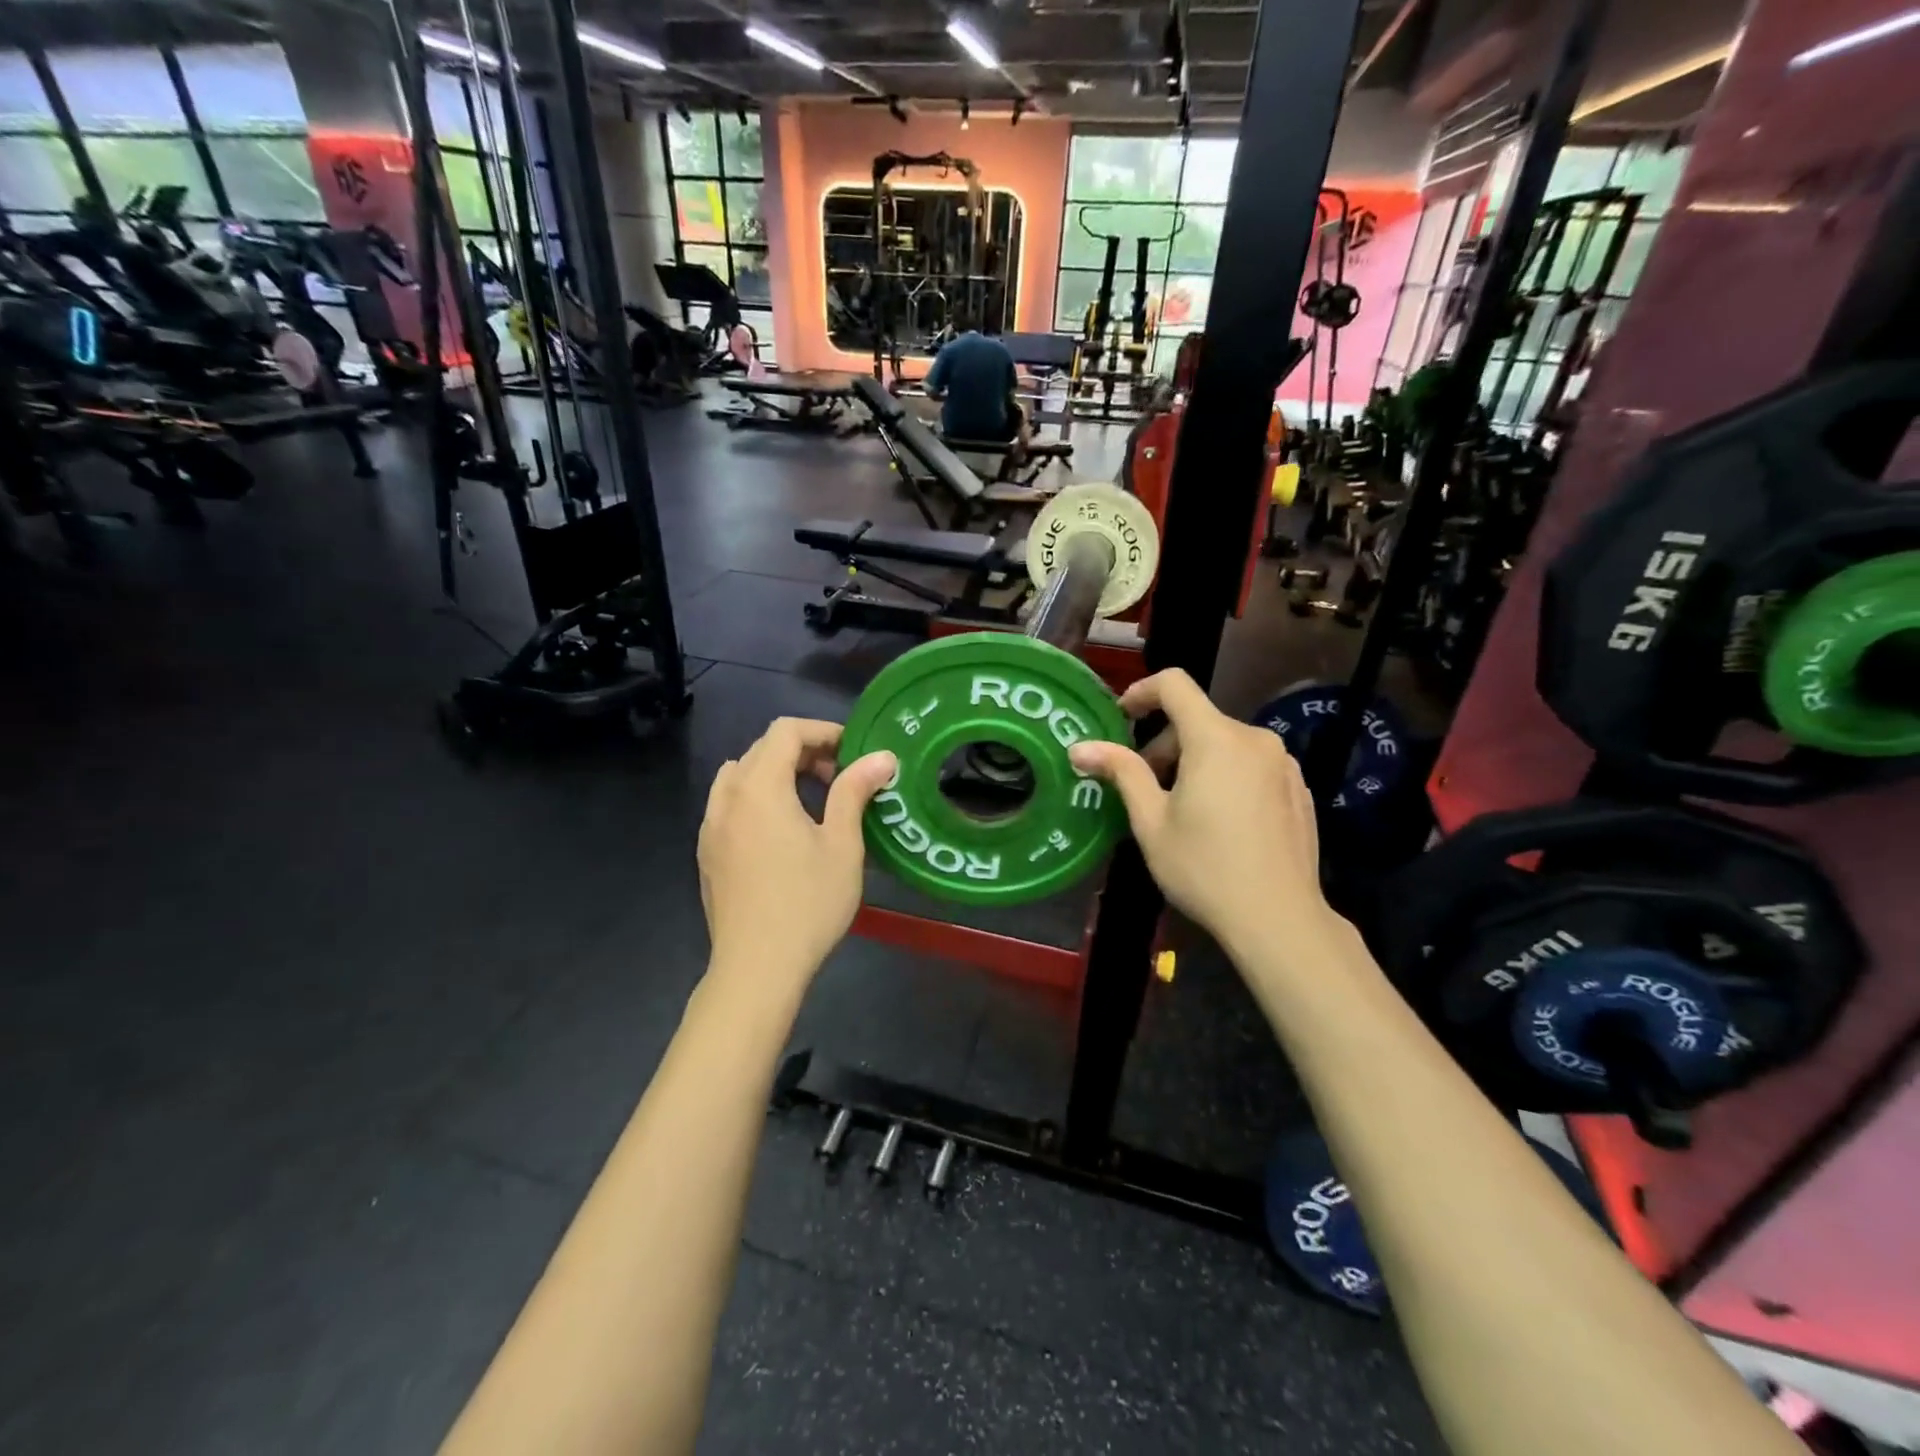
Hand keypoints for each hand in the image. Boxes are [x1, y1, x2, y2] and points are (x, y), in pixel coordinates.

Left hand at [697, 718, 896, 994]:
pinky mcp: (706, 852)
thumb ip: (854, 791)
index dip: (822, 731)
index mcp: (759, 788)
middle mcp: (727, 798)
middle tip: (840, 777)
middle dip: (803, 752)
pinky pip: (729, 804)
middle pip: (761, 750)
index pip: (785, 732)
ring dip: (776, 773)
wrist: (757, 968)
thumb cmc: (807, 903)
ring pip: (741, 775)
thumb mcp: (841, 845)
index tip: (853, 752)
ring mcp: (710, 826)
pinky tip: (782, 833)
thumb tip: (882, 757)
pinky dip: (757, 798)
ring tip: (810, 800)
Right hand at [1068, 670, 1337, 964]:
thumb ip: (1121, 772)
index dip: (1141, 692)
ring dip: (1195, 762)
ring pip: (1225, 745)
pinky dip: (1226, 777)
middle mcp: (1255, 739)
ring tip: (1181, 810)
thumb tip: (1080, 747)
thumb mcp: (1151, 821)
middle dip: (1164, 746)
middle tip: (1143, 789)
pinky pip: (1251, 766)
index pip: (1175, 684)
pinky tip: (1220, 823)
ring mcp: (1283, 764)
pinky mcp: (1299, 789)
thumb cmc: (1204, 868)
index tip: (1121, 718)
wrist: (1279, 919)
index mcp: (1215, 738)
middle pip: (1198, 721)